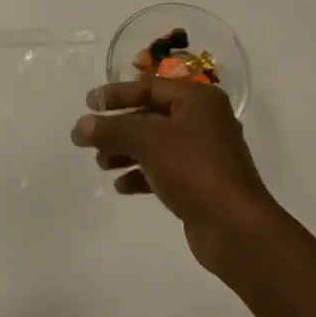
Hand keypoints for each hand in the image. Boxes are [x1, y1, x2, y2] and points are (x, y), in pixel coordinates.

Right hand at [71, 78, 283, 275]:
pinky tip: (121, 186)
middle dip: (119, 128)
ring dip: (126, 152)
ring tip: (101, 164)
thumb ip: (112, 129)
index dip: (117, 94)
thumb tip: (80, 126)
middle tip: (87, 138)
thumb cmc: (194, 170)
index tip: (88, 103)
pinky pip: (164, 170)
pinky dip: (141, 174)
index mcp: (198, 99)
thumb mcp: (149, 142)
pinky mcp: (200, 183)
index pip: (149, 87)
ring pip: (155, 144)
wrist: (235, 228)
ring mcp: (203, 153)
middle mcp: (203, 120)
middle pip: (151, 116)